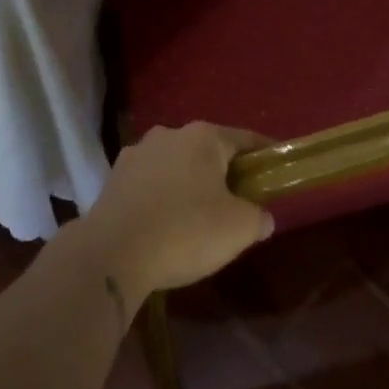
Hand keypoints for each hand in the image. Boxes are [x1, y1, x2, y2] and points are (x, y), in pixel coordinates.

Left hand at [77, 123, 274, 300]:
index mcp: (203, 137)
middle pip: (208, 151)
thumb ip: (258, 217)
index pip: (245, 139)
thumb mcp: (239, 229)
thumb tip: (262, 217)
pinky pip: (150, 185)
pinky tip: (165, 226)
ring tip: (198, 219)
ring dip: (189, 185)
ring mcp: (136, 154)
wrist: (111, 253)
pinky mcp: (113, 179)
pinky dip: (162, 199)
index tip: (277, 170)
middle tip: (238, 203)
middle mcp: (168, 134)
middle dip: (224, 173)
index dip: (265, 155)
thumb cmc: (185, 231)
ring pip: (176, 166)